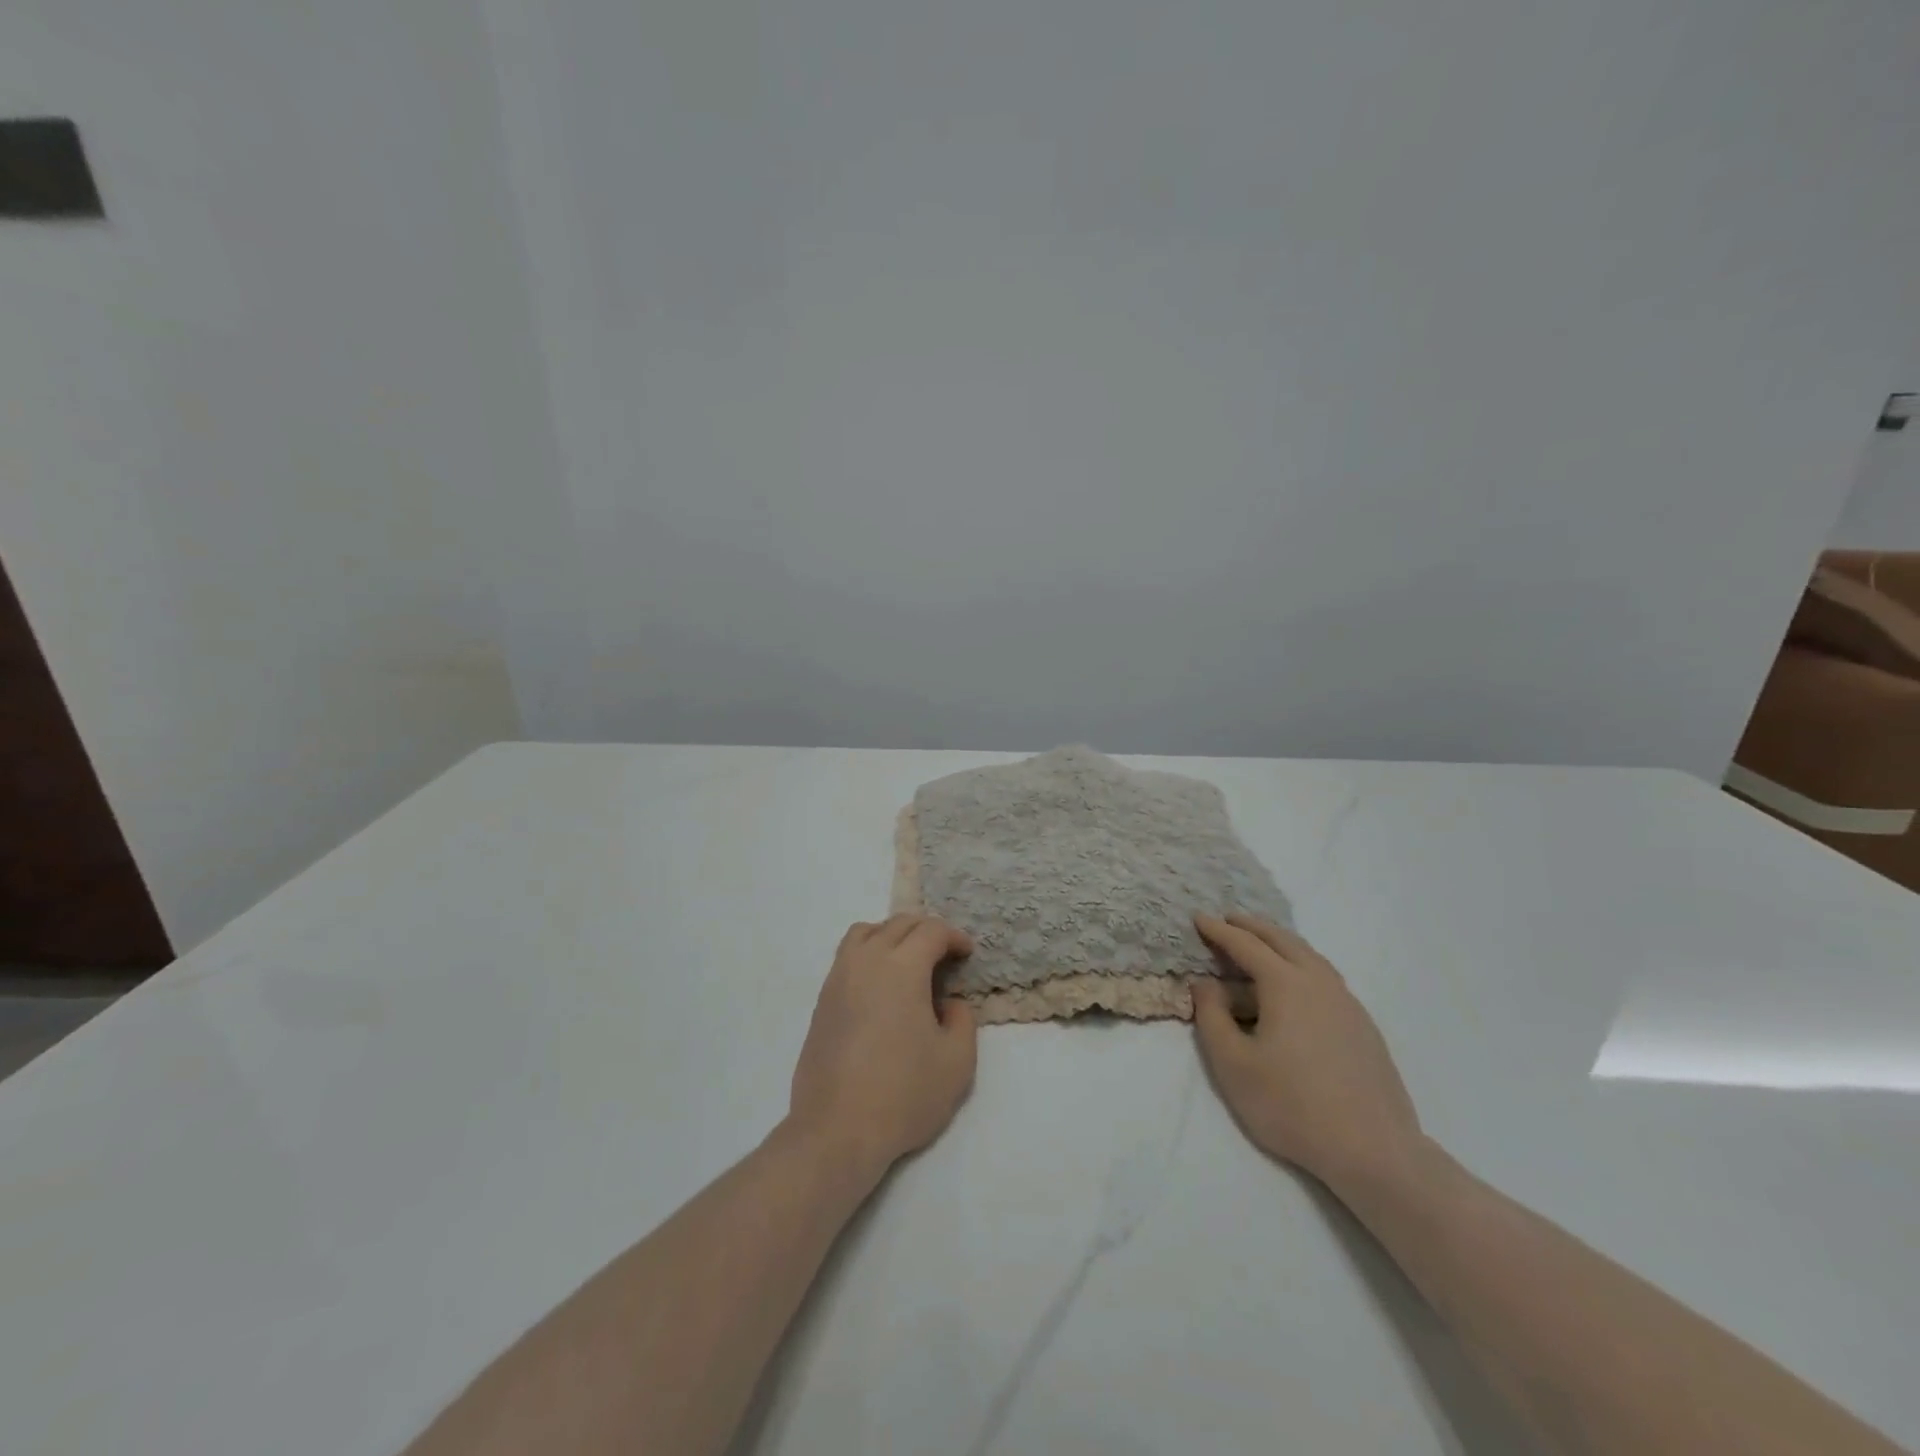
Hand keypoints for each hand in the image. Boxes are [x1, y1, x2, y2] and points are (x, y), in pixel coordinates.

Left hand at [788, 915, 977, 1180]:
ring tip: (909, 961)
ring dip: (892, 935)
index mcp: (901, 968)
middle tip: (945, 955)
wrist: (836, 1131)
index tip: (967, 954)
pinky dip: (869, 953)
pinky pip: (847, 956)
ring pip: (865, 932)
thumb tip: (950, 1002)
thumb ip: (963, 1020)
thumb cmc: (903, 1094)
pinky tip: (881, 987)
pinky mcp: (822, 1000)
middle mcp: (866, 961)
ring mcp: (838, 978)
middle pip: (898, 924)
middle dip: (926, 931)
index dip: (954, 937)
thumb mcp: (957, 1062)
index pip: (931, 931)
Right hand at [1191, 914, 1423, 1193]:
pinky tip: (1297, 985)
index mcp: (1286, 985)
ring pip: (1310, 956)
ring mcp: (1347, 1003)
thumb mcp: (1232, 1064)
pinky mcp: (1364, 1026)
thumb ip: (1212, 1017)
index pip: (1246, 945)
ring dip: (1280, 943)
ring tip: (1261, 944)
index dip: (1219, 931)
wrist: (1374, 1151)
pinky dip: (1302, 964)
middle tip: (1229, 920)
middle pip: (1283, 940)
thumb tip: (1206, 983)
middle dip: (1252, 927)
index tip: (1199, 918)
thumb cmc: (1292, 1105)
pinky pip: (1325, 977)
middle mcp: (1319, 982)